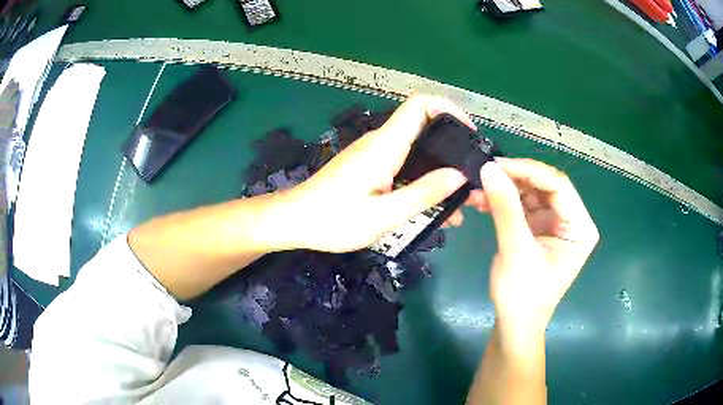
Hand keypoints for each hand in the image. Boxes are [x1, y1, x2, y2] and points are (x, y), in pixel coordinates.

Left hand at [278, 94, 475, 252]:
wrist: (294, 221)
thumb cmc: (333, 220)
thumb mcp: (383, 215)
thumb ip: (423, 194)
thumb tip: (459, 175)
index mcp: (385, 146)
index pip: (420, 105)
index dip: (449, 109)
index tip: (469, 134)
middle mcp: (381, 143)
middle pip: (425, 128)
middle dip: (453, 149)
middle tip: (473, 181)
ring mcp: (375, 155)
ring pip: (418, 152)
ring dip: (441, 172)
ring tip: (461, 204)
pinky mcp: (371, 168)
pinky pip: (405, 167)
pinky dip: (424, 182)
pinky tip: (436, 209)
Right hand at [477, 159, 598, 343]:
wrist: (513, 325)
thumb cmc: (523, 296)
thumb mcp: (516, 251)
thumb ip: (505, 208)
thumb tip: (488, 168)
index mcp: (580, 228)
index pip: (559, 186)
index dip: (529, 171)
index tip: (496, 165)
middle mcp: (571, 220)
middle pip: (544, 186)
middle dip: (514, 179)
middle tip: (484, 174)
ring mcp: (554, 223)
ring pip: (530, 192)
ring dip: (505, 189)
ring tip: (477, 190)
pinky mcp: (537, 228)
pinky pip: (521, 205)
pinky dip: (502, 202)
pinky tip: (482, 201)